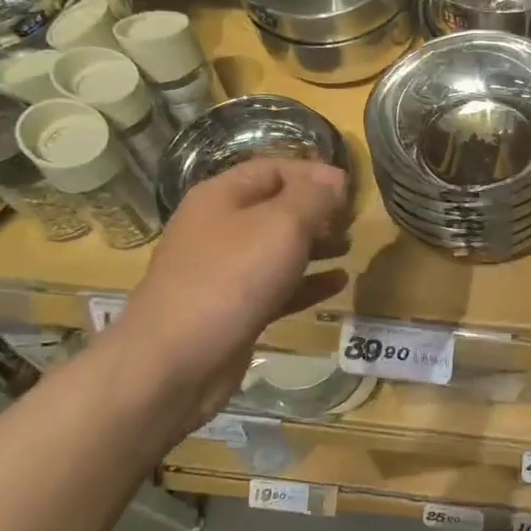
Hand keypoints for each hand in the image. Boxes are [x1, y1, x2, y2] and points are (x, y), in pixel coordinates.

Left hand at [101, 159, 348, 433]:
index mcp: (222, 197)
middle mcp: (219, 228)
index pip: (273, 169)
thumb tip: (335, 176)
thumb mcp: (282, 226)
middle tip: (353, 221)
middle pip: (275, 207)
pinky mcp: (234, 308)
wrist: (176, 361)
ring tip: (350, 248)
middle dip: (316, 211)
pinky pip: (277, 286)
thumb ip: (313, 197)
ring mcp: (224, 271)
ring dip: (315, 245)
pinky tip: (338, 283)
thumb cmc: (231, 279)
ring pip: (277, 248)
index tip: (351, 188)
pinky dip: (307, 282)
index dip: (313, 173)